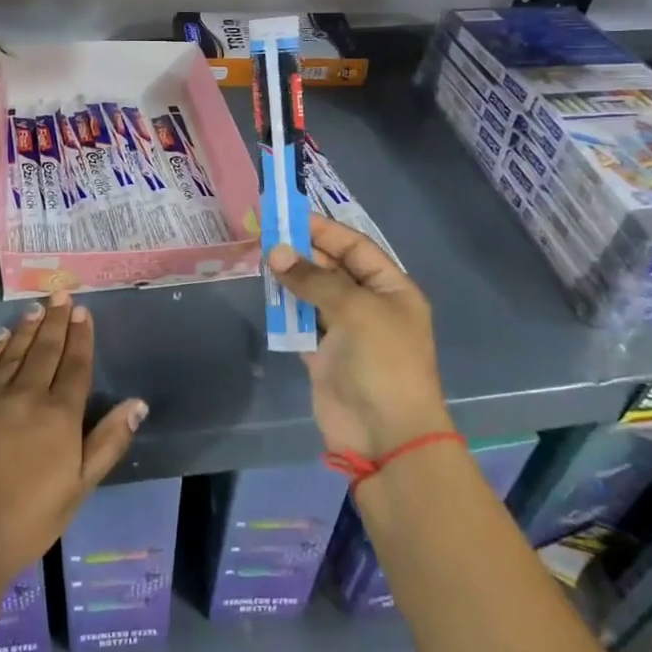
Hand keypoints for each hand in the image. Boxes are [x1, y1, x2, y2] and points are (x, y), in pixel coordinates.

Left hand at [0, 291, 147, 583]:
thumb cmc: (28, 520)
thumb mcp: (80, 487)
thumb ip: (108, 442)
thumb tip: (137, 403)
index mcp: (60, 416)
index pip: (75, 366)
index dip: (81, 337)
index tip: (83, 311)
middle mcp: (28, 396)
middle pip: (45, 350)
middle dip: (56, 321)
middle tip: (61, 294)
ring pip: (14, 352)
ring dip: (27, 328)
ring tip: (36, 307)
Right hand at [270, 215, 451, 458]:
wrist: (385, 435)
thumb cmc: (382, 361)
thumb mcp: (354, 309)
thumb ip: (313, 278)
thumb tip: (275, 252)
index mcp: (391, 289)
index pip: (355, 247)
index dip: (323, 230)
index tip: (288, 216)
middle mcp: (369, 305)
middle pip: (332, 268)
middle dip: (302, 252)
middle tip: (264, 235)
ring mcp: (346, 332)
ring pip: (313, 294)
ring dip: (290, 279)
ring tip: (260, 259)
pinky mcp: (324, 355)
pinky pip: (301, 322)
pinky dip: (285, 310)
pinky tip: (266, 295)